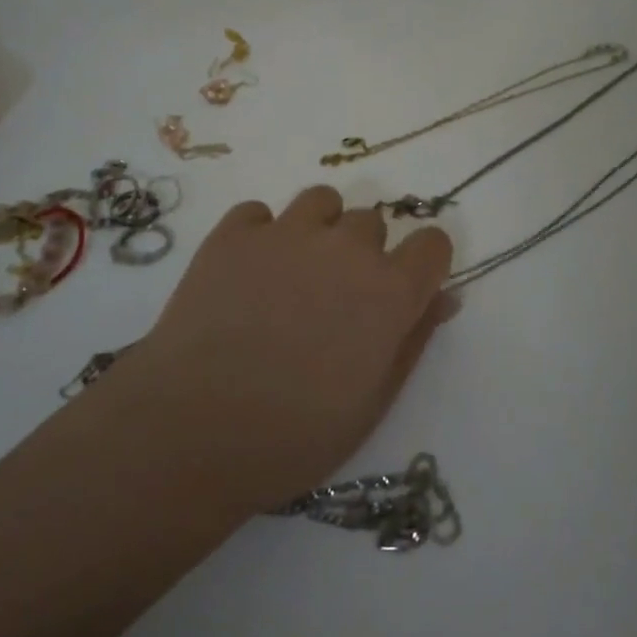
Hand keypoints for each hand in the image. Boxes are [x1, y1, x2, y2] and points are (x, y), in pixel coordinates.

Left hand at [106, 187, 453, 511]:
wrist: (191, 430)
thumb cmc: (293, 435)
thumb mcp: (372, 402)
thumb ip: (413, 340)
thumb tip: (445, 297)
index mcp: (388, 291)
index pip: (432, 243)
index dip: (423, 264)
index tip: (405, 289)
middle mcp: (344, 247)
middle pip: (372, 222)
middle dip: (364, 254)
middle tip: (334, 301)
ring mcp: (286, 232)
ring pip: (322, 201)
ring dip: (319, 230)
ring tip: (294, 274)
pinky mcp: (233, 233)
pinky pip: (260, 213)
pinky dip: (261, 235)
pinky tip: (246, 275)